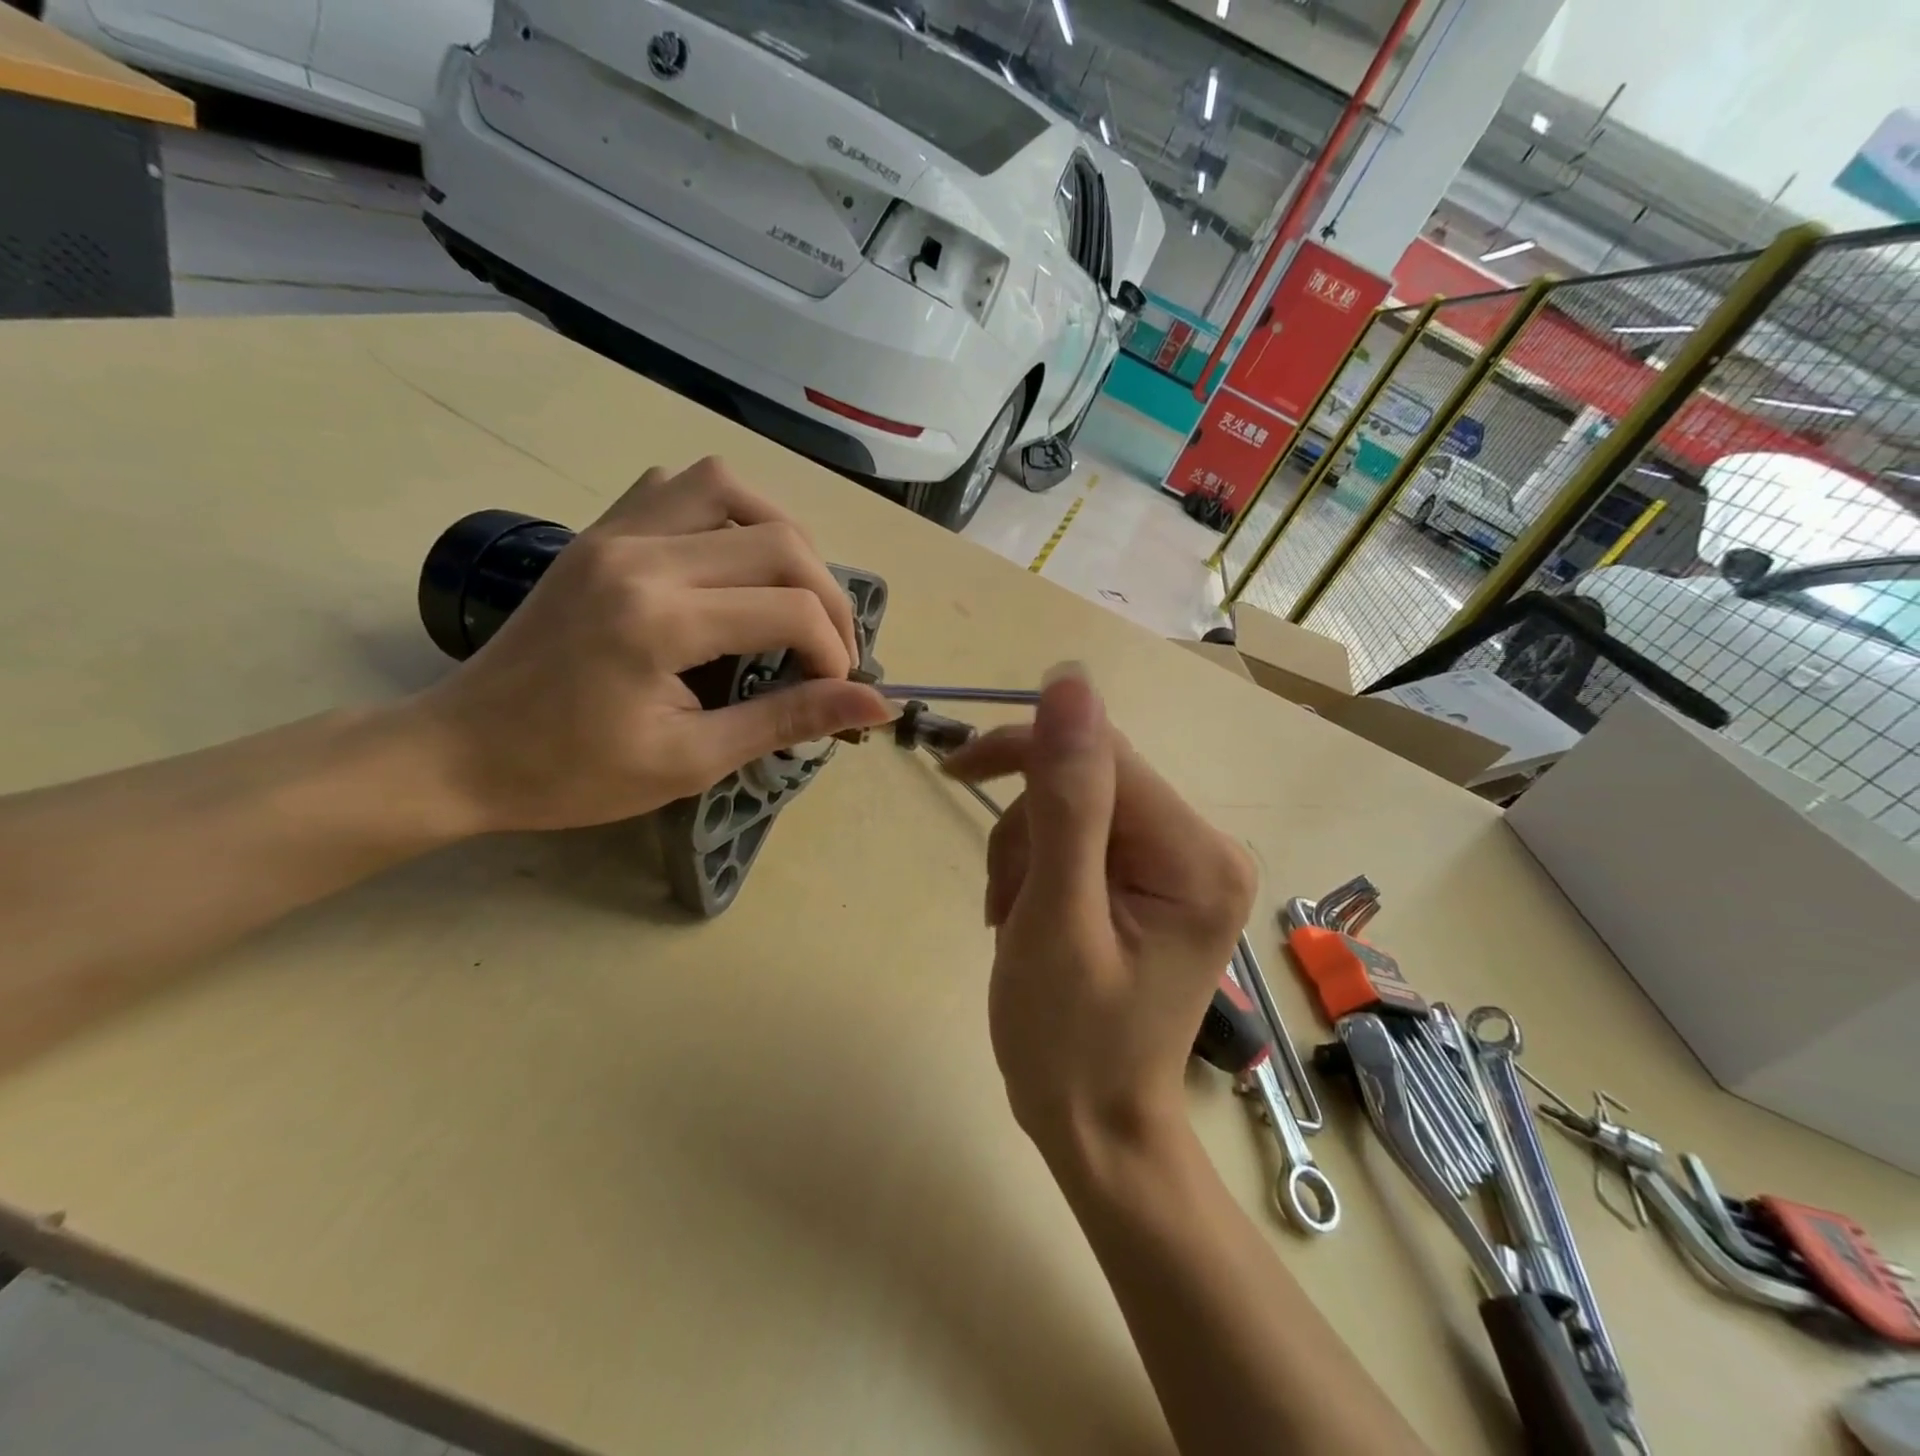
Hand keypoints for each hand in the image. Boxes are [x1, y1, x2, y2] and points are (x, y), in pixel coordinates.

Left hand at [410, 458, 893, 832]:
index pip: (791, 609)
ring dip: (783, 538)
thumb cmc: (573, 773)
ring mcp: (614, 532)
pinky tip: (730, 561)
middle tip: (828, 652)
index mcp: (660, 620)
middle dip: (827, 598)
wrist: (460, 752)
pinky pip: (676, 487)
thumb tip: (877, 706)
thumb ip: (787, 720)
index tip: (833, 695)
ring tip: (792, 594)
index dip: (834, 653)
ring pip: (730, 489)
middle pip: (779, 540)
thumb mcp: (691, 761)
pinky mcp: (598, 532)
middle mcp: (641, 554)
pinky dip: (724, 513)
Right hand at [941, 667, 1255, 1166]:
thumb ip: (1066, 799)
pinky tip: (1029, 913)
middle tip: (1002, 897)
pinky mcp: (1156, 878)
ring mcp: (1183, 862)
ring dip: (1026, 851)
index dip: (1025, 750)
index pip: (1101, 753)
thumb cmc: (1069, 1041)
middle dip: (1026, 826)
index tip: (955, 771)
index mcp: (1195, 853)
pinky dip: (1040, 866)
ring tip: (1014, 918)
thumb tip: (1070, 680)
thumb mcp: (1056, 917)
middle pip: (1089, 776)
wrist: (1095, 1126)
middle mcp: (1204, 845)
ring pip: (1076, 803)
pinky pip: (1084, 834)